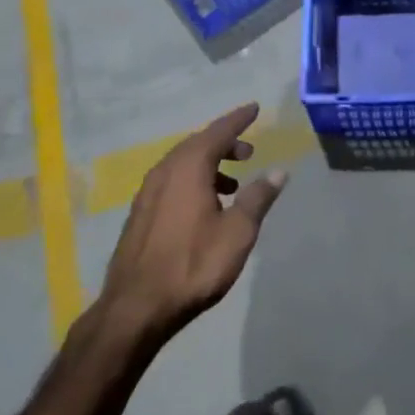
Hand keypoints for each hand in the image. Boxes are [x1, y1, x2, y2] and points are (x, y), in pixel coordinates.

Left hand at [101, 103, 286, 343]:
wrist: (137, 306)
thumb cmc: (193, 265)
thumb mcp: (237, 232)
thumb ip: (257, 198)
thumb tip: (278, 171)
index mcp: (188, 169)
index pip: (217, 132)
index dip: (237, 120)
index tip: (254, 108)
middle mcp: (164, 172)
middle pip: (197, 145)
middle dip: (224, 143)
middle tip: (249, 151)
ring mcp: (148, 193)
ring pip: (182, 164)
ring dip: (209, 164)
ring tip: (232, 183)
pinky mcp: (140, 213)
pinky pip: (172, 181)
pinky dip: (193, 180)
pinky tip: (205, 205)